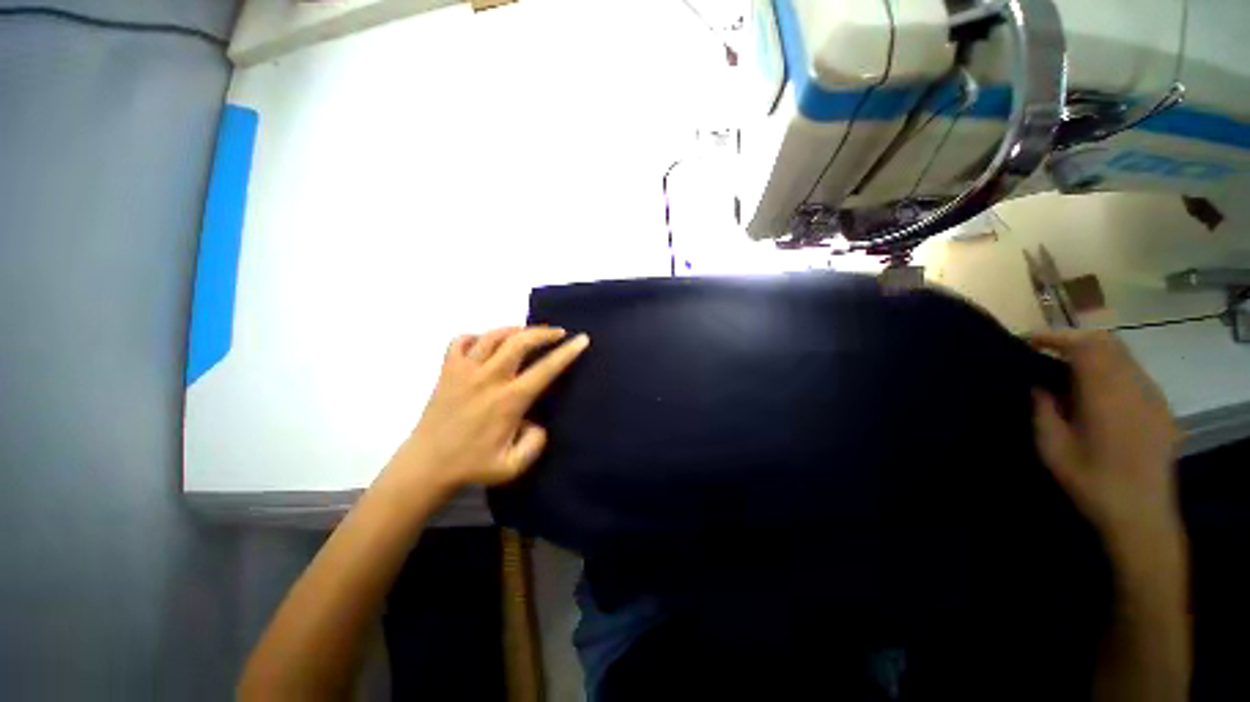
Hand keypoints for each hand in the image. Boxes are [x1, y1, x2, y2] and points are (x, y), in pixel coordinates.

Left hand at [390, 326, 589, 492]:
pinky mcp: (446, 371)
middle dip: (544, 332)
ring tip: (527, 333)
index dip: (567, 352)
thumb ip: (535, 443)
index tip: (581, 339)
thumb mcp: (513, 466)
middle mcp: (489, 379)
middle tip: (558, 333)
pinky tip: (485, 344)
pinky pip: (460, 341)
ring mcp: (464, 371)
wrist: (425, 467)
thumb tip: (537, 421)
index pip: (545, 368)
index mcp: (509, 400)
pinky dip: (476, 337)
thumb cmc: (472, 466)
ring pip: (493, 336)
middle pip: (520, 342)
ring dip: (514, 330)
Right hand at [1030, 330, 1182, 552]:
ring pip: (1123, 356)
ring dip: (1093, 353)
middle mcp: (1134, 387)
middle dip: (1074, 340)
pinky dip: (1110, 369)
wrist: (1141, 515)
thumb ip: (1044, 410)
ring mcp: (1152, 397)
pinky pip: (1134, 374)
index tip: (1029, 341)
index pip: (1085, 346)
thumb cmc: (1091, 481)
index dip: (1055, 337)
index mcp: (1106, 395)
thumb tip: (1039, 385)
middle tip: (1045, 350)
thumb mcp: (1052, 448)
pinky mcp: (1160, 409)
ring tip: (1067, 368)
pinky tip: (1097, 391)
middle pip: (1107, 343)